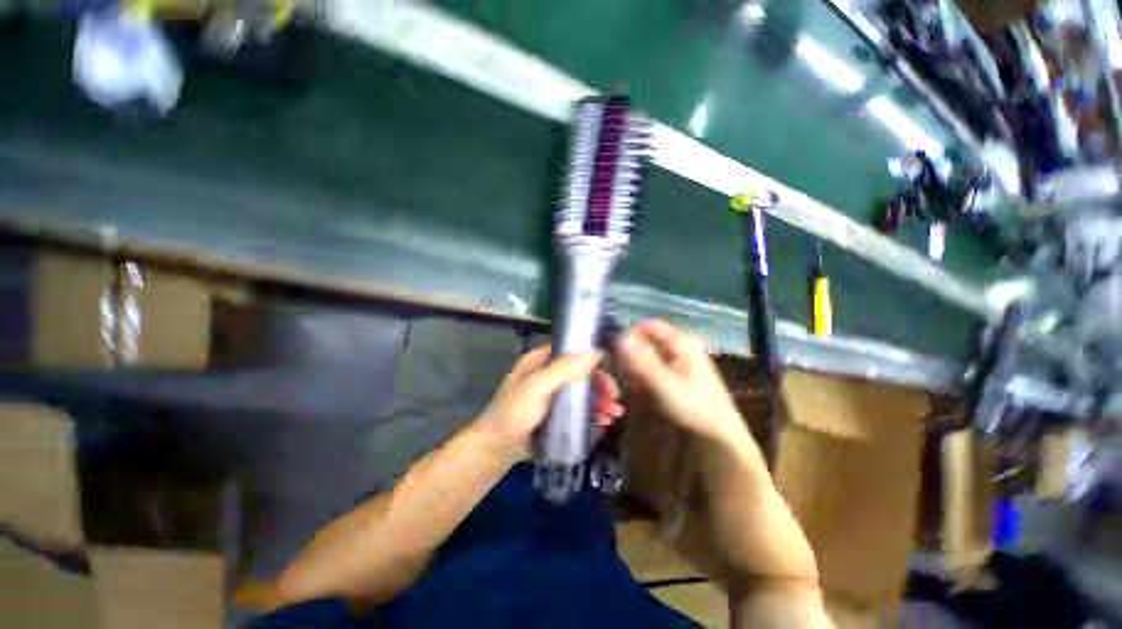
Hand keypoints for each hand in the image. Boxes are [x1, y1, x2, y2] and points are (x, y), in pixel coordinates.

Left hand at [474, 346, 623, 463]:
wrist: (497, 449)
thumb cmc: (514, 412)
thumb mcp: (536, 387)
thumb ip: (563, 369)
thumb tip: (596, 351)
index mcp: (541, 360)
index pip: (571, 349)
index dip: (591, 354)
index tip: (610, 366)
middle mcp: (549, 374)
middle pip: (581, 372)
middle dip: (601, 383)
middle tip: (615, 397)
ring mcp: (554, 395)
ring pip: (583, 391)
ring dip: (601, 400)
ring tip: (614, 414)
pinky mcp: (558, 414)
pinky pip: (580, 409)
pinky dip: (594, 413)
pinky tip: (604, 423)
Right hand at [619, 320, 744, 444]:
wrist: (719, 434)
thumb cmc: (693, 406)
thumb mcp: (664, 383)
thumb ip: (641, 360)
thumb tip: (619, 339)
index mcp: (681, 342)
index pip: (648, 326)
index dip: (630, 336)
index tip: (617, 354)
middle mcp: (680, 346)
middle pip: (648, 340)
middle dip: (632, 354)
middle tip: (621, 373)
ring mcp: (680, 360)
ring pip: (649, 354)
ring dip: (636, 366)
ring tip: (630, 384)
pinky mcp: (678, 373)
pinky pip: (655, 366)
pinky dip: (644, 375)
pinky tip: (639, 389)